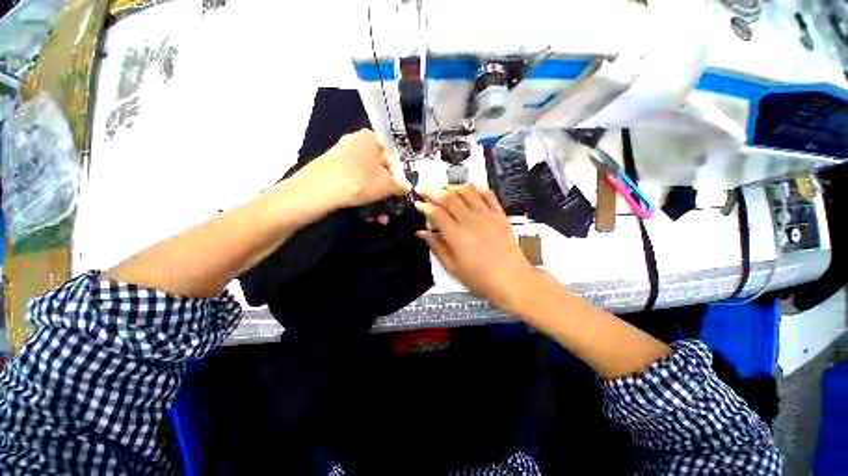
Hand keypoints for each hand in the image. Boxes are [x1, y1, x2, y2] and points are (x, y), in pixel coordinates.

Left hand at [291, 129, 411, 213]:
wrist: (318, 190)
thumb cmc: (360, 181)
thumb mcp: (388, 185)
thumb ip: (401, 186)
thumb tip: (407, 187)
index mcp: (370, 138)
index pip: (391, 157)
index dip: (397, 177)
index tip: (398, 193)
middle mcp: (355, 143)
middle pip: (378, 170)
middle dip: (386, 192)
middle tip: (391, 207)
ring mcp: (341, 156)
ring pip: (366, 179)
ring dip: (376, 199)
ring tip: (381, 217)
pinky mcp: (331, 169)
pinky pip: (353, 182)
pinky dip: (362, 196)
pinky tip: (368, 214)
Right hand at [415, 184, 540, 312]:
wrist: (511, 280)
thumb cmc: (479, 278)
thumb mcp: (452, 267)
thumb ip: (436, 247)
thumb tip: (421, 232)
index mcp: (457, 235)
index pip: (436, 213)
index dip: (424, 206)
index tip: (417, 203)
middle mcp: (470, 220)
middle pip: (449, 197)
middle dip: (433, 191)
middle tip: (425, 190)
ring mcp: (487, 215)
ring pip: (467, 191)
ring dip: (453, 187)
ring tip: (445, 190)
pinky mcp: (500, 214)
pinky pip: (488, 194)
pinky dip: (476, 189)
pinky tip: (470, 192)